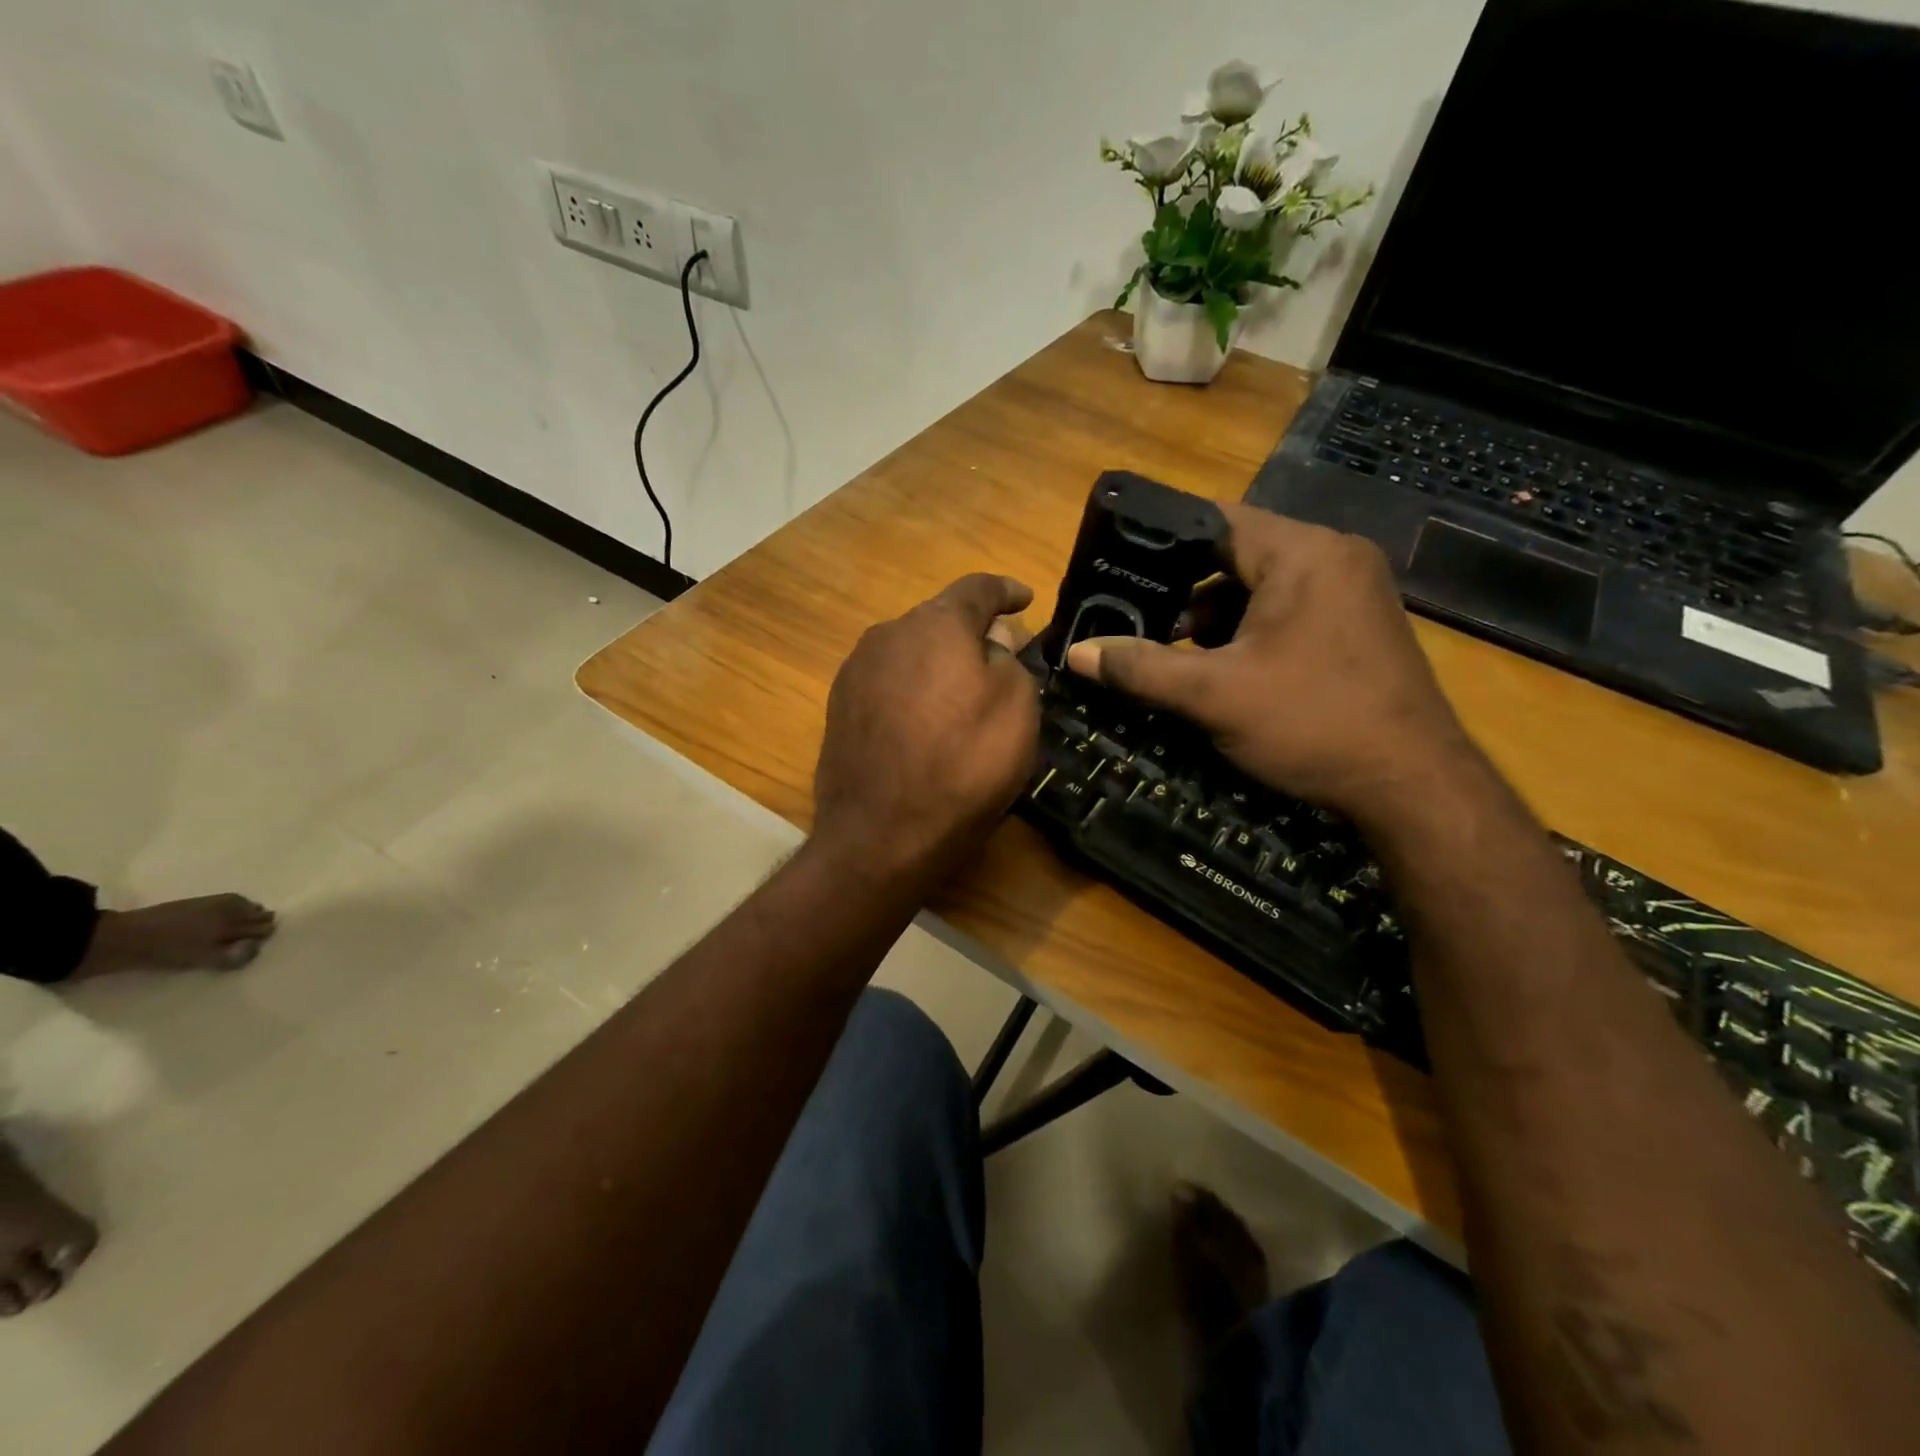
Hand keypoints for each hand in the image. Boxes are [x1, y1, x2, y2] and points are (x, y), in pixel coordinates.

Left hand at [813, 574, 1040, 880]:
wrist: (881, 835)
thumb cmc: (963, 766)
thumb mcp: (1016, 708)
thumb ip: (1007, 660)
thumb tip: (987, 646)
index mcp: (934, 624)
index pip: (977, 588)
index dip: (1005, 591)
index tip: (1024, 599)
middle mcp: (886, 635)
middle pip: (937, 621)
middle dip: (969, 633)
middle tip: (997, 658)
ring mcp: (854, 673)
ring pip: (908, 653)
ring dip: (936, 664)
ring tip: (958, 696)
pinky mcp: (838, 710)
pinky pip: (887, 685)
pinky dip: (911, 693)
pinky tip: (922, 724)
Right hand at [1065, 503, 1475, 823]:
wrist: (1412, 785)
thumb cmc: (1311, 723)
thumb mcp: (1213, 695)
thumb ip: (1141, 667)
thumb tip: (1077, 652)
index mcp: (1304, 553)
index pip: (1217, 521)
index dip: (1161, 542)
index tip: (1118, 568)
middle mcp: (1335, 558)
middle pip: (1238, 555)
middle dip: (1186, 591)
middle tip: (1138, 619)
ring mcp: (1354, 592)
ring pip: (1263, 587)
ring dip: (1217, 617)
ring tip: (1175, 654)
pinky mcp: (1359, 626)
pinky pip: (1290, 610)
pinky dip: (1251, 632)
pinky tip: (1226, 670)